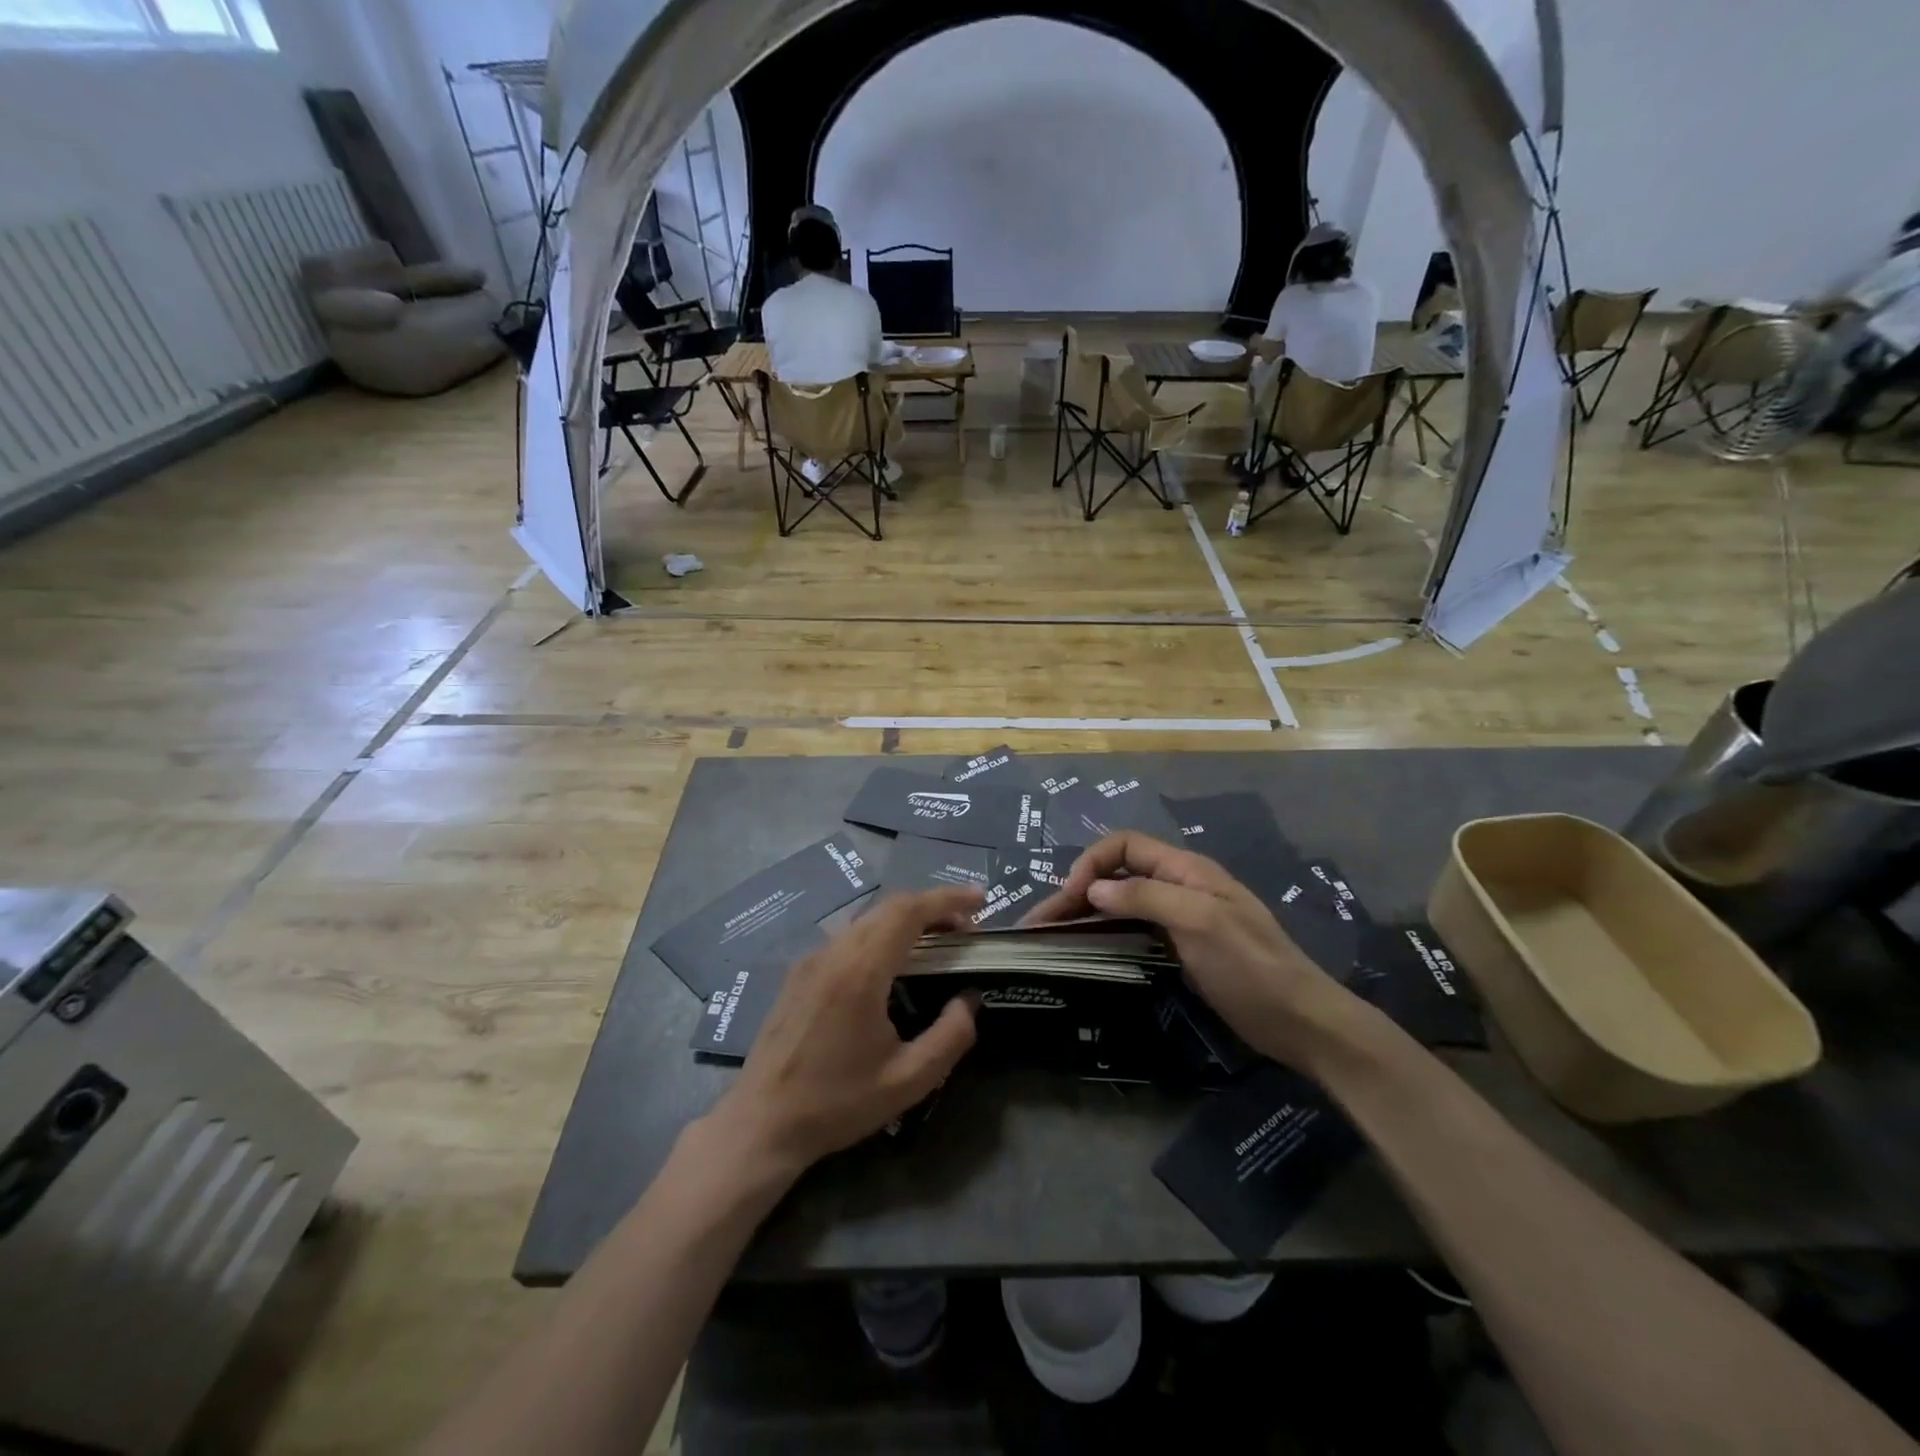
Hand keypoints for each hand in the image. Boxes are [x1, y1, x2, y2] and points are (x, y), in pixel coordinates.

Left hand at [705, 888, 982, 1178]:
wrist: (761, 1124)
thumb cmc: (837, 1104)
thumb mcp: (908, 1081)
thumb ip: (950, 1036)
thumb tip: (969, 999)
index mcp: (860, 971)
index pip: (909, 911)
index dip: (947, 899)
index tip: (980, 899)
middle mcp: (834, 952)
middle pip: (889, 907)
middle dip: (932, 907)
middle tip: (966, 928)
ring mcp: (812, 959)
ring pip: (867, 919)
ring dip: (905, 920)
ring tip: (936, 943)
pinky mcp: (799, 972)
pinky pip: (848, 936)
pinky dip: (881, 934)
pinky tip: (893, 963)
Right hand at [1029, 833, 1367, 1069]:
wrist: (1299, 1020)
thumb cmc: (1250, 966)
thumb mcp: (1200, 922)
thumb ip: (1146, 896)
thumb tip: (1094, 888)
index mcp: (1186, 870)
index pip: (1126, 845)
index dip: (1093, 862)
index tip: (1072, 895)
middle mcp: (1179, 886)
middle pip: (1118, 874)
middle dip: (1078, 891)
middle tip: (1041, 922)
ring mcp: (1180, 918)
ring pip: (1122, 903)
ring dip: (1086, 913)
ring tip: (1052, 935)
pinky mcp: (1181, 947)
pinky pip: (1134, 929)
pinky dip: (1105, 933)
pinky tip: (1087, 950)